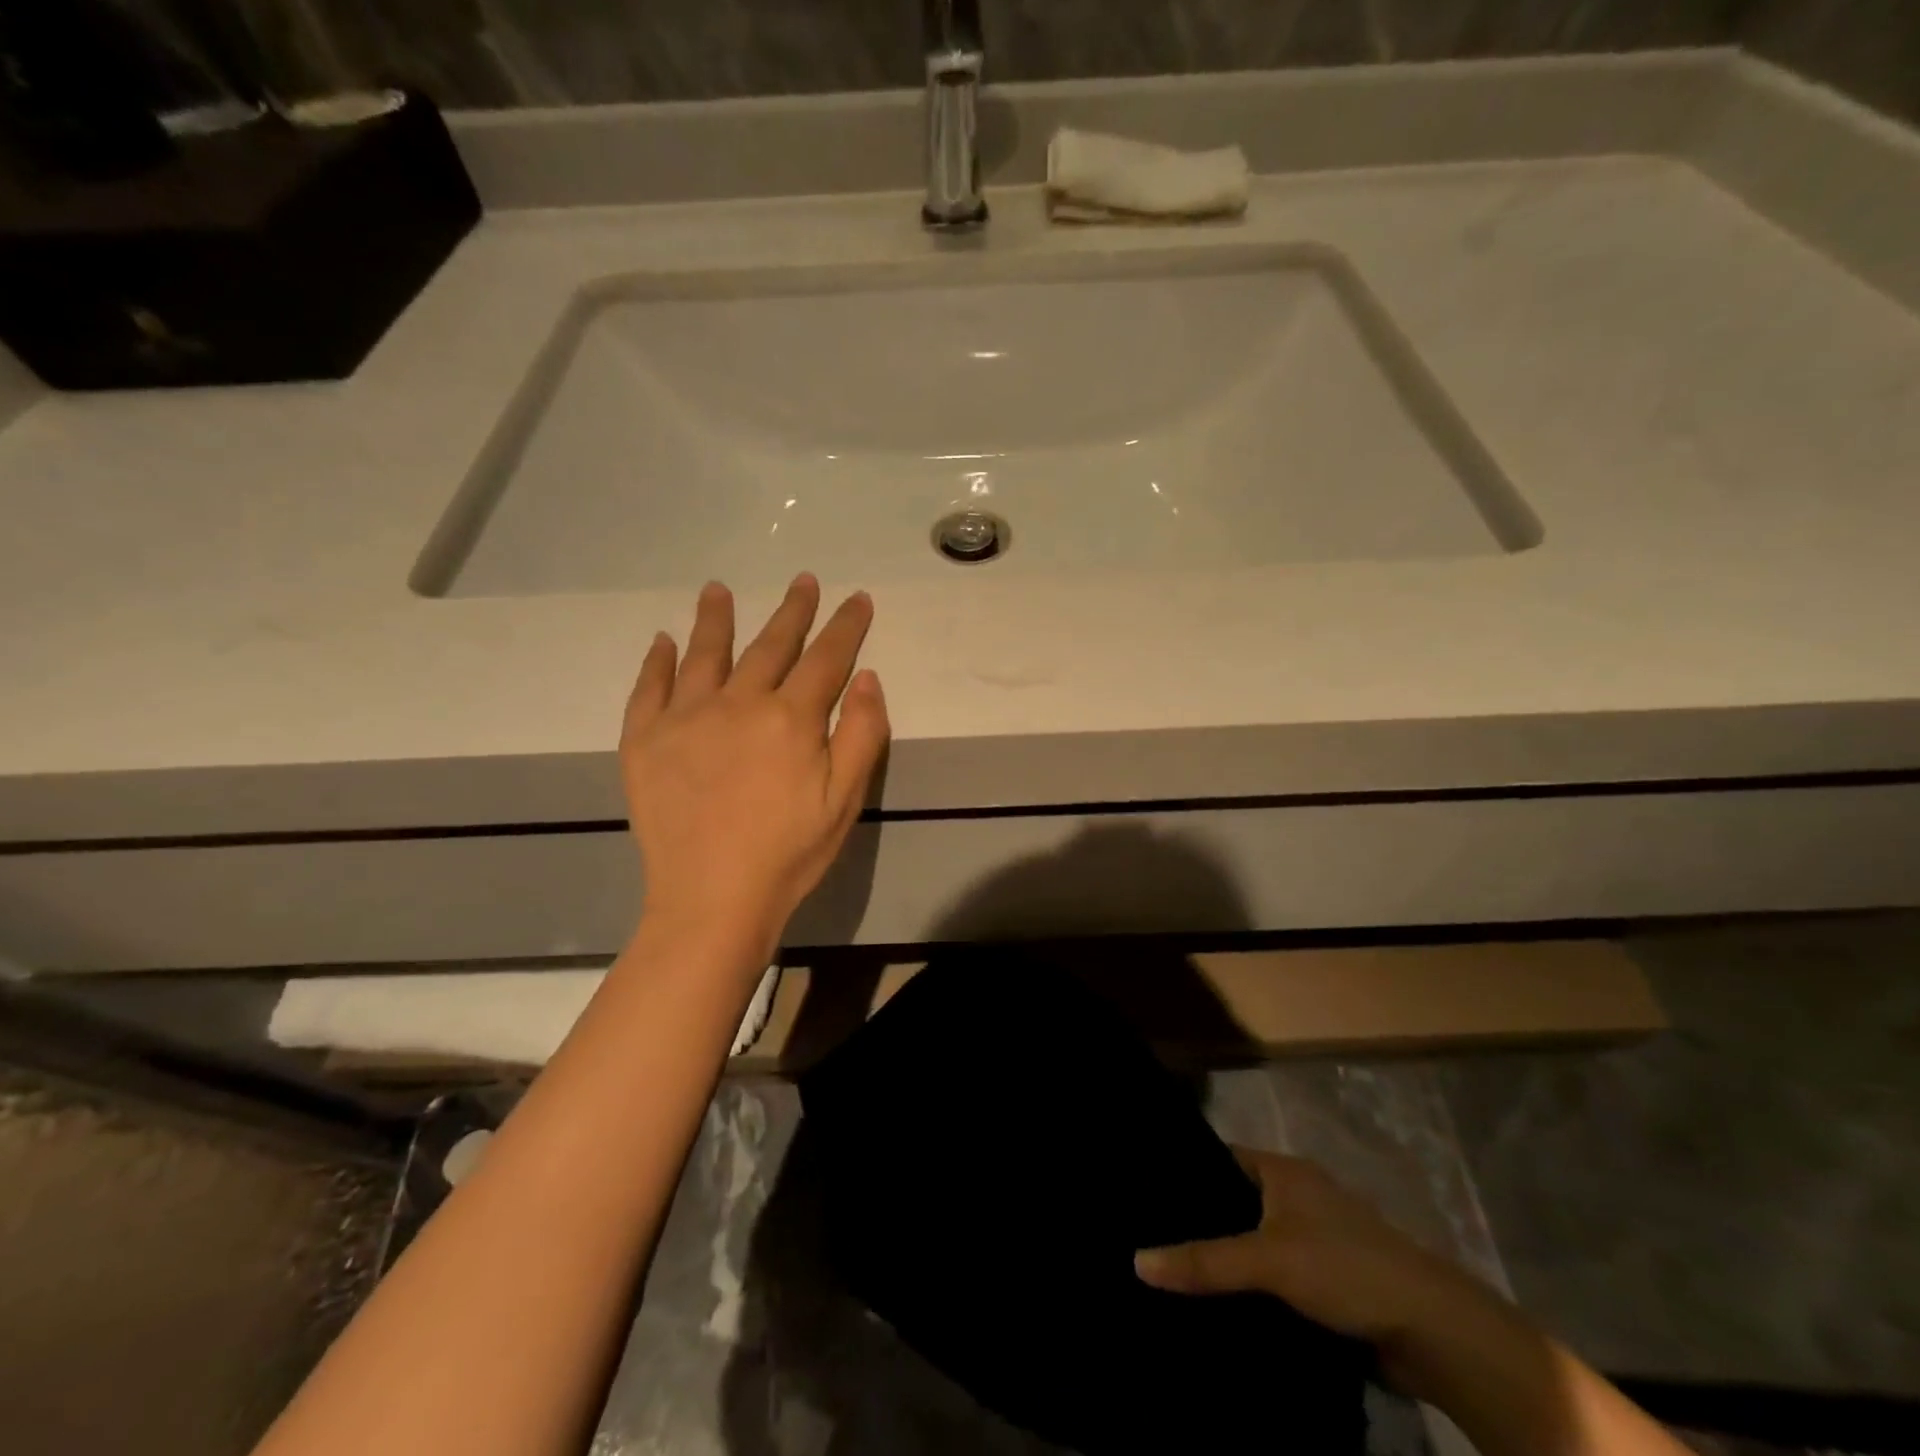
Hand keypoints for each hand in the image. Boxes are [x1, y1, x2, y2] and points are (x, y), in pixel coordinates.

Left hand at [620, 575, 889, 961]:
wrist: (711, 899)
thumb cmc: (789, 853)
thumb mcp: (845, 799)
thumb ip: (863, 733)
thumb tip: (866, 677)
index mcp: (790, 717)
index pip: (826, 657)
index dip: (845, 626)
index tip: (857, 599)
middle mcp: (737, 703)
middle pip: (770, 645)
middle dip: (792, 611)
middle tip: (802, 581)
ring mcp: (685, 718)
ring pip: (705, 654)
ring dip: (715, 619)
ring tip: (718, 590)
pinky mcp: (644, 741)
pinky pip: (649, 689)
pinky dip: (656, 662)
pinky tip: (663, 642)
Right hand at [1134, 1148, 1512, 1399]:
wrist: (1434, 1330)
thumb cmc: (1345, 1268)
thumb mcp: (1268, 1260)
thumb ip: (1204, 1261)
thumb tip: (1136, 1260)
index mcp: (1283, 1170)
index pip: (1220, 1157)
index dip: (1184, 1170)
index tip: (1145, 1190)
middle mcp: (1298, 1194)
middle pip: (1236, 1201)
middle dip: (1201, 1221)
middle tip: (1149, 1236)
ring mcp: (1316, 1238)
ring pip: (1256, 1241)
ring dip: (1228, 1259)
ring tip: (1174, 1272)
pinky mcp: (1329, 1281)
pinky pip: (1276, 1276)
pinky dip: (1253, 1288)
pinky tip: (1221, 1306)